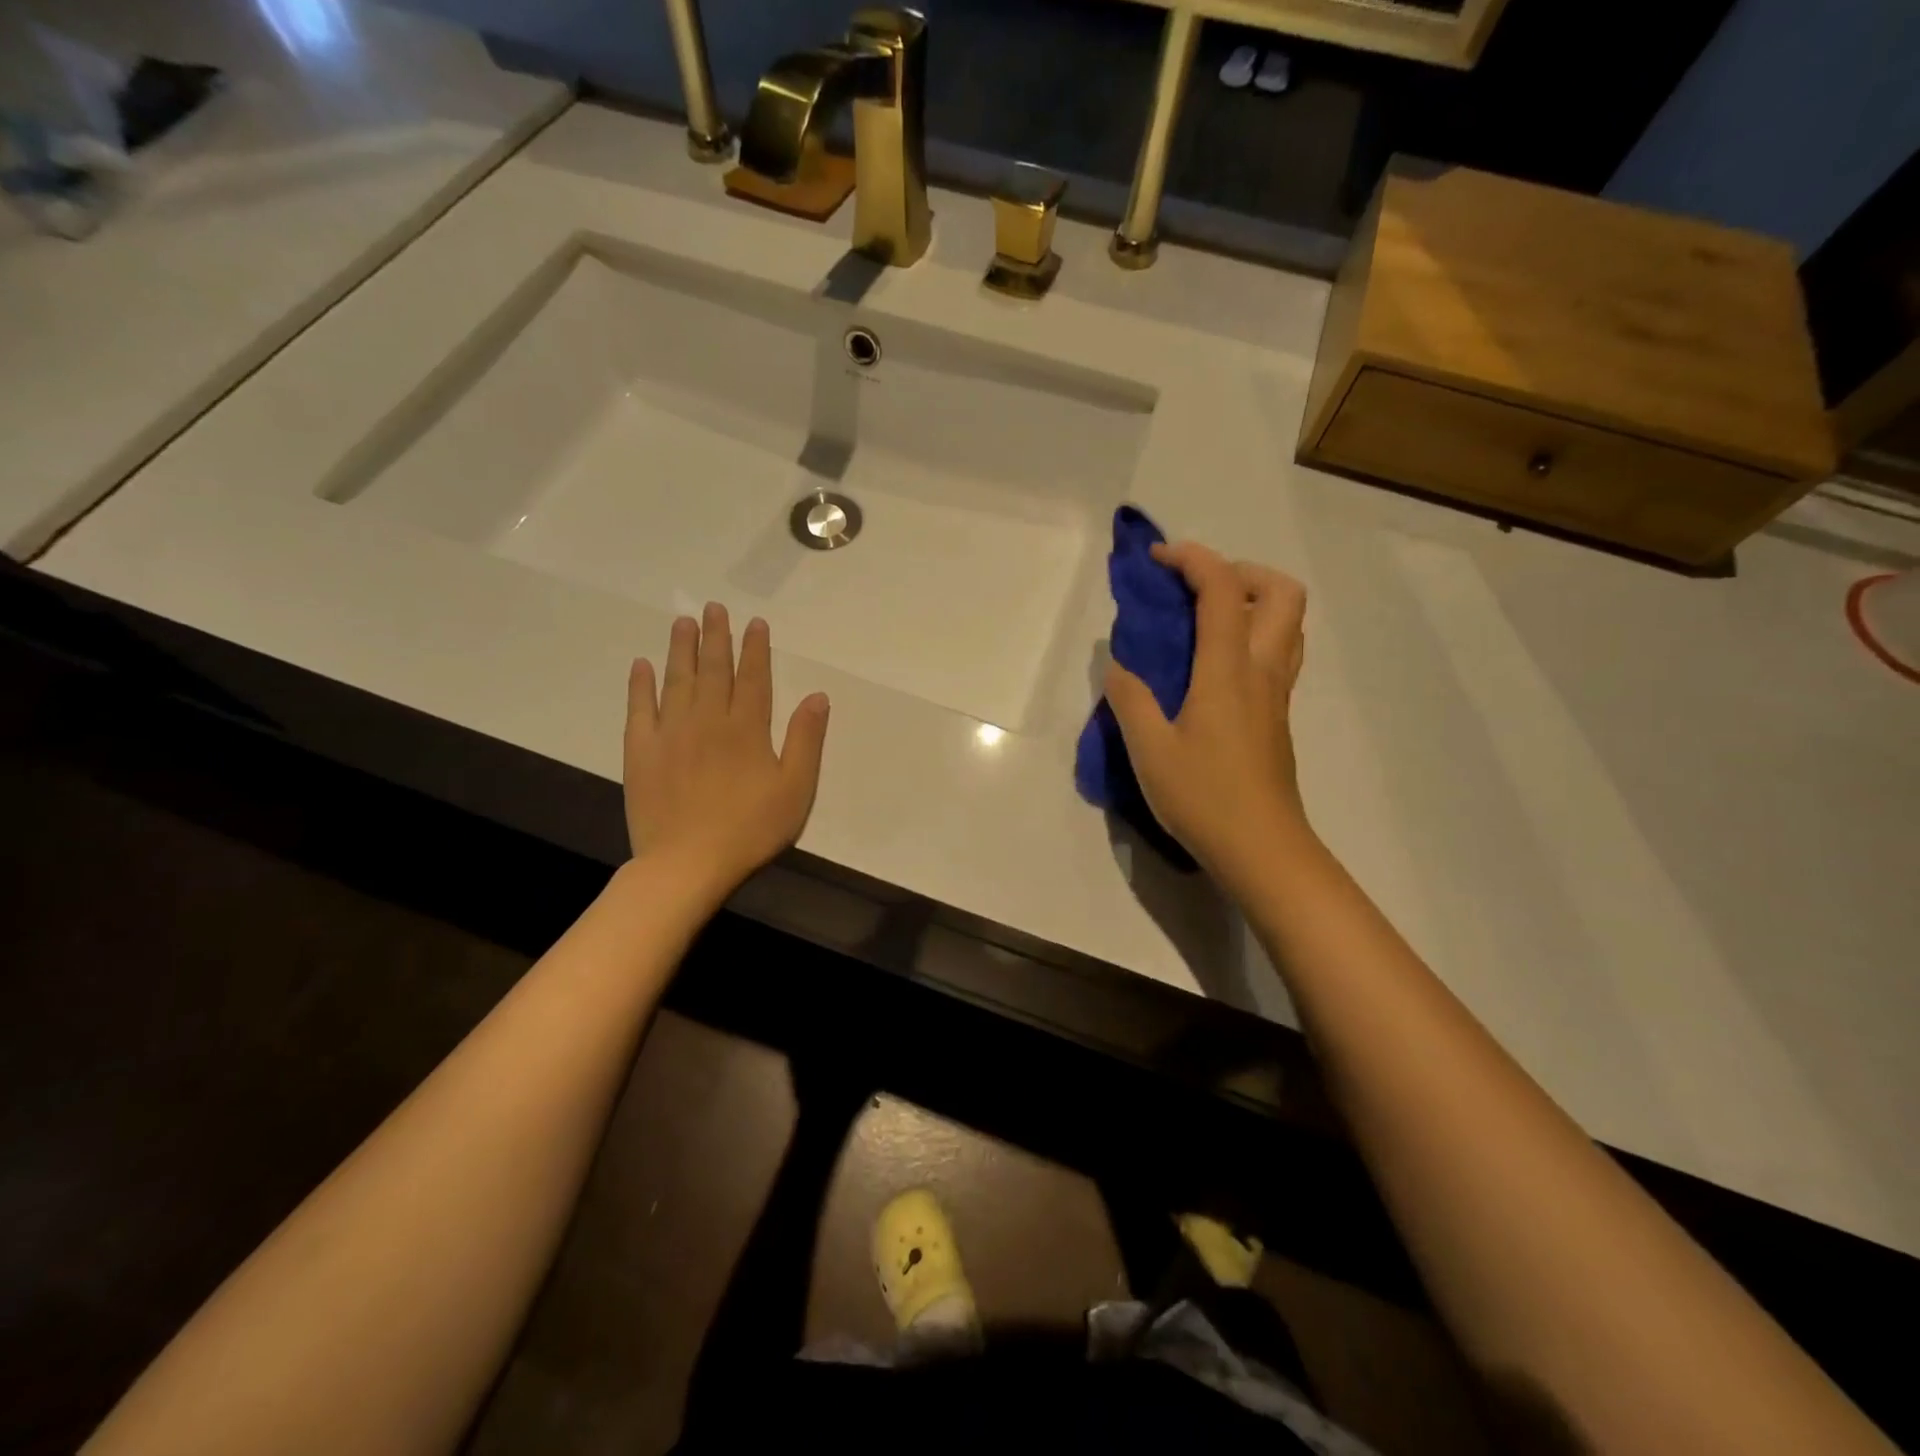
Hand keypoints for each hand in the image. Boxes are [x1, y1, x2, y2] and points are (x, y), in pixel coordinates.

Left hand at [624, 603, 829, 901]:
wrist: (688, 863)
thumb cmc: (751, 829)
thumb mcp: (795, 789)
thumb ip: (806, 740)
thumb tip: (817, 696)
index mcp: (747, 728)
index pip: (753, 677)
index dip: (756, 648)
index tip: (755, 623)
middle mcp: (708, 720)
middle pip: (713, 669)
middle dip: (716, 636)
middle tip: (714, 607)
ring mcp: (671, 733)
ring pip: (677, 680)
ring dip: (681, 649)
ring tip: (683, 622)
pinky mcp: (642, 752)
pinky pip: (639, 709)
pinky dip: (640, 685)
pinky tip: (641, 665)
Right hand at [1104, 541, 1308, 891]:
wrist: (1262, 848)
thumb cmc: (1203, 797)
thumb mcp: (1149, 750)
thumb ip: (1130, 699)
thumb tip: (1118, 664)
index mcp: (1228, 670)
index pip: (1222, 589)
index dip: (1193, 559)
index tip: (1157, 560)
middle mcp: (1263, 670)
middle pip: (1282, 592)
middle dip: (1240, 572)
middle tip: (1197, 591)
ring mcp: (1278, 694)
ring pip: (1289, 623)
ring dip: (1254, 602)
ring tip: (1206, 621)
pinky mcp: (1279, 716)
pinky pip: (1279, 652)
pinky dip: (1253, 635)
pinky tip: (1214, 667)